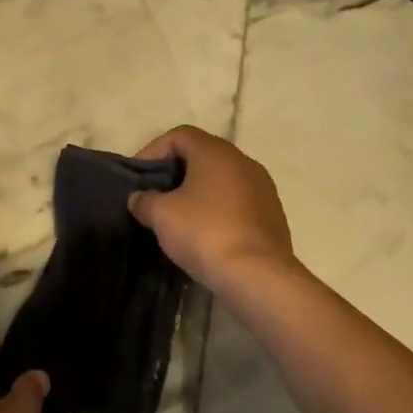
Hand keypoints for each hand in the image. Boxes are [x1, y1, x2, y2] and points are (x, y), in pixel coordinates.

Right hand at [129, 125, 296, 295]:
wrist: (258, 277)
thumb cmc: (205, 233)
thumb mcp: (161, 215)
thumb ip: (144, 200)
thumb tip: (140, 199)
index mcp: (216, 152)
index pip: (179, 135)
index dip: (153, 151)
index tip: (139, 177)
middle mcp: (243, 161)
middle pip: (202, 155)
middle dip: (175, 172)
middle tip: (155, 194)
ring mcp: (263, 189)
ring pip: (221, 180)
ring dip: (198, 192)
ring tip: (178, 216)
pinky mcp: (273, 216)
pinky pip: (237, 202)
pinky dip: (217, 210)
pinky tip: (204, 233)